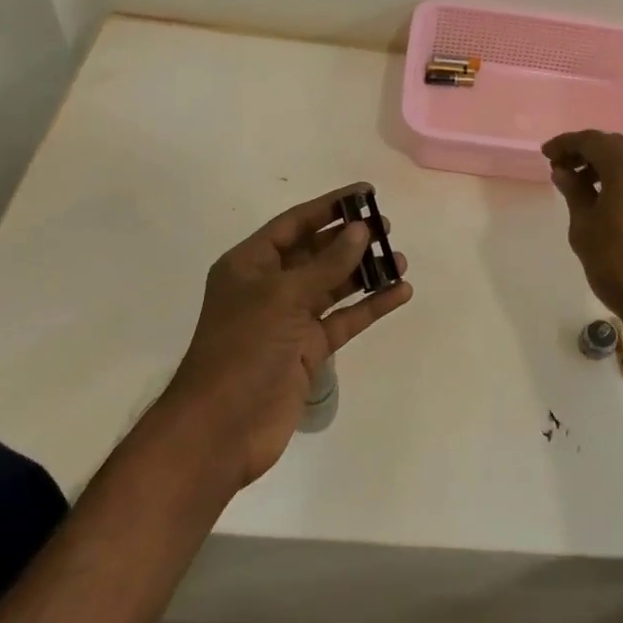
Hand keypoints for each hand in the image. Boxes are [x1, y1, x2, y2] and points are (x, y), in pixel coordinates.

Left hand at [161, 183, 411, 487]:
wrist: (222, 429)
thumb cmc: (244, 349)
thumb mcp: (284, 297)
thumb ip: (326, 264)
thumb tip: (359, 230)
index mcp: (250, 265)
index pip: (294, 224)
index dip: (329, 206)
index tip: (366, 193)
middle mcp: (269, 287)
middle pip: (316, 253)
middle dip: (350, 239)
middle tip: (387, 228)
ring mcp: (289, 320)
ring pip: (333, 286)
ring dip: (364, 273)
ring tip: (399, 260)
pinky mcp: (307, 350)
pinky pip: (343, 319)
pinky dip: (369, 306)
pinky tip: (399, 293)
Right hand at [543, 131, 622, 341]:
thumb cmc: (618, 262)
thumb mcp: (584, 226)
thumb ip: (574, 191)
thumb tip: (564, 171)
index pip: (591, 140)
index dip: (565, 144)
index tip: (546, 154)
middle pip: (615, 146)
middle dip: (587, 153)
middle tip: (561, 168)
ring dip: (607, 166)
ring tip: (583, 186)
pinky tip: (610, 199)